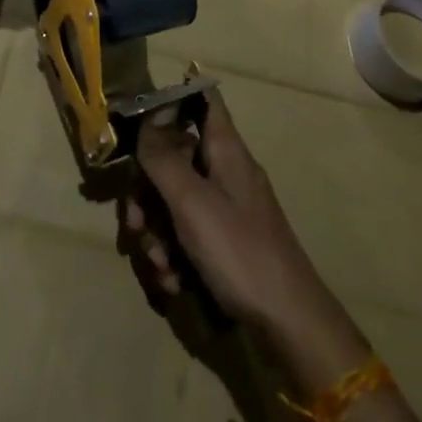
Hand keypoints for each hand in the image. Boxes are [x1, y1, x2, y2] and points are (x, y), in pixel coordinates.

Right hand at [123, 91, 336, 334]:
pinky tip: (173, 282)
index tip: (136, 118)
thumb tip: (146, 116)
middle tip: (134, 223)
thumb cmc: (239, 250)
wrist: (286, 322)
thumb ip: (163, 158)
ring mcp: (226, 209)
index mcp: (225, 150)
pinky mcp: (224, 243)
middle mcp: (226, 172)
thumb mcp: (192, 201)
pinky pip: (186, 235)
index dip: (171, 99)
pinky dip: (173, 256)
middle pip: (175, 158)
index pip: (202, 100)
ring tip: (159, 264)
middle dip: (146, 192)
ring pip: (174, 201)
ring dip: (156, 232)